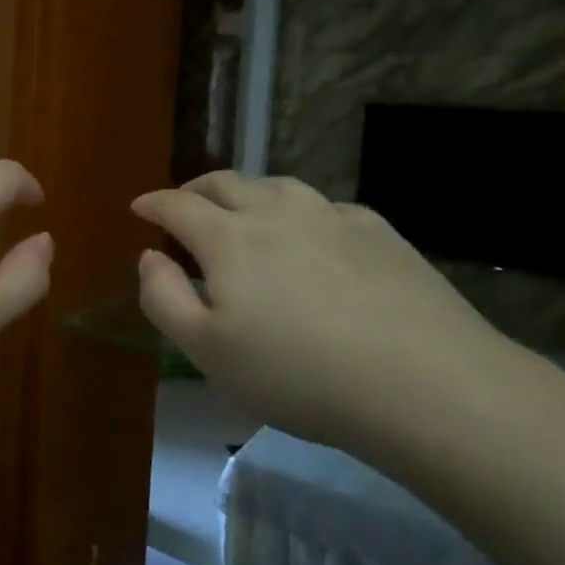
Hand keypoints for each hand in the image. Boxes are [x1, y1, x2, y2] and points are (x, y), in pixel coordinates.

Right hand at [131, 171, 510, 458]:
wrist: (425, 382)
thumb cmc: (298, 373)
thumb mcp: (207, 350)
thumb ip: (164, 298)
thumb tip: (149, 257)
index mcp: (229, 237)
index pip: (177, 205)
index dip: (153, 203)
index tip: (139, 207)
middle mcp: (277, 210)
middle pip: (225, 182)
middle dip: (195, 189)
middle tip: (184, 205)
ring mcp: (331, 215)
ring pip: (276, 187)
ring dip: (247, 194)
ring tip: (243, 215)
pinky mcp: (378, 231)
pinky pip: (324, 208)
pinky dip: (300, 214)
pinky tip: (312, 239)